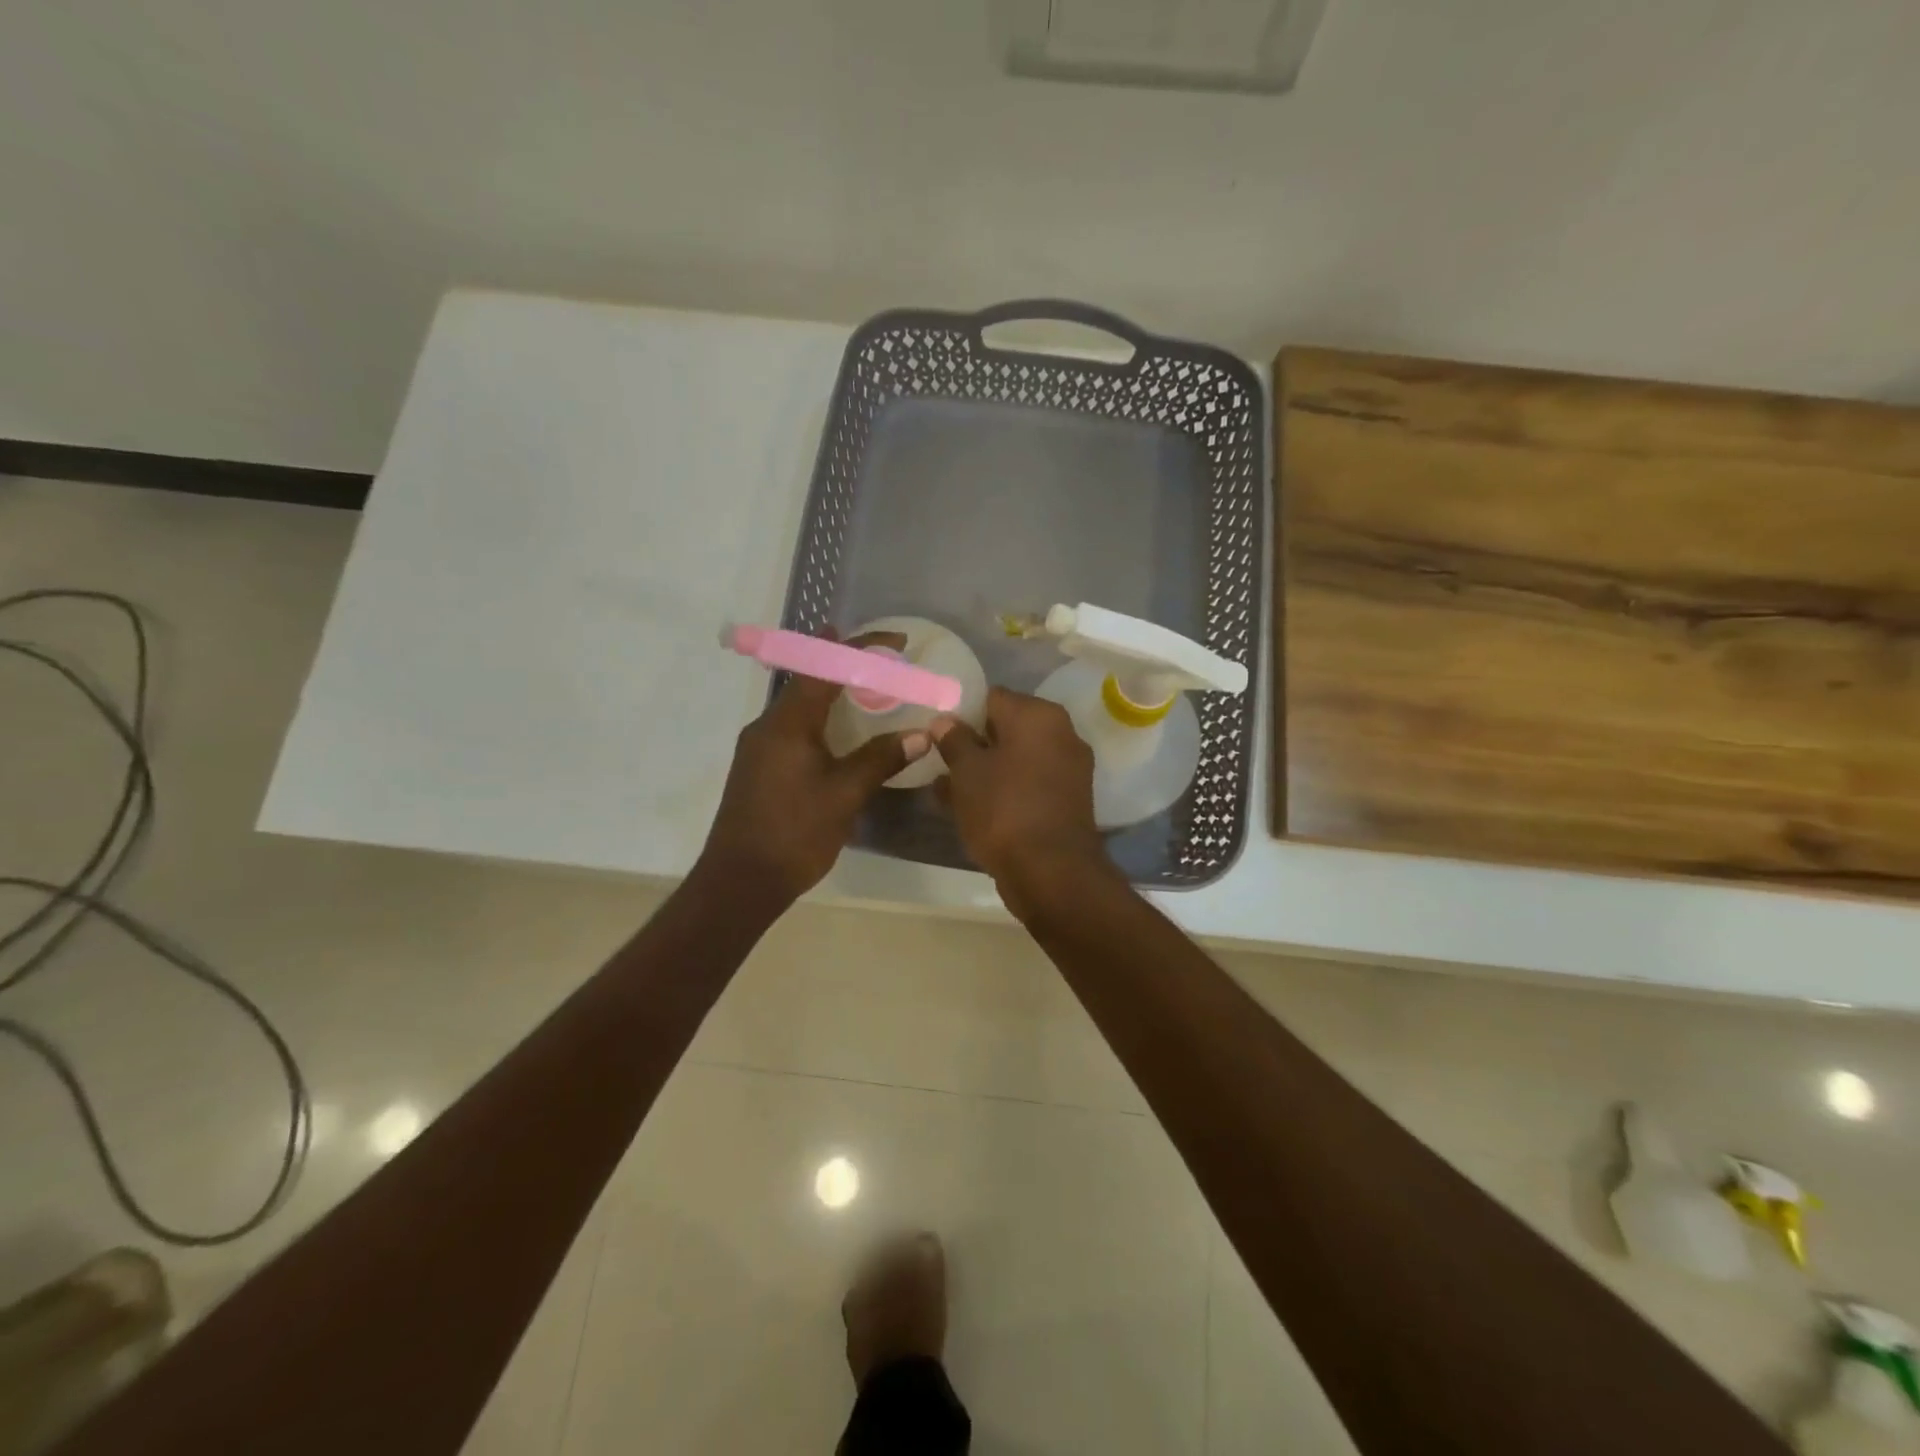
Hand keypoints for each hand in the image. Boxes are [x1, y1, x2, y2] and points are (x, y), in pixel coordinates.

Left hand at [698, 633, 929, 905]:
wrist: (740, 881)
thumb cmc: (794, 833)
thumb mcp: (845, 795)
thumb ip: (881, 759)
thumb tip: (920, 735)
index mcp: (787, 724)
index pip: (824, 668)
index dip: (860, 649)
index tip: (895, 642)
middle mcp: (768, 726)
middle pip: (809, 680)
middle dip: (846, 665)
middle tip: (885, 664)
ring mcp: (759, 747)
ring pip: (800, 705)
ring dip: (832, 691)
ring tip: (868, 691)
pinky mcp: (758, 768)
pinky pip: (793, 727)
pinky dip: (821, 718)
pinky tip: (840, 734)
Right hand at [930, 688, 1114, 918]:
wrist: (1051, 872)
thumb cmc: (1003, 809)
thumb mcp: (966, 771)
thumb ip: (954, 739)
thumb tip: (945, 720)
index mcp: (1038, 715)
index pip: (993, 697)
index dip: (962, 713)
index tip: (939, 734)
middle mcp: (1062, 733)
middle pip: (1007, 728)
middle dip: (975, 744)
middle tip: (942, 763)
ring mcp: (1070, 769)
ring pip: (1017, 760)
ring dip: (987, 770)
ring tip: (949, 790)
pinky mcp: (1069, 800)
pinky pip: (1029, 784)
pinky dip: (1005, 791)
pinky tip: (974, 809)